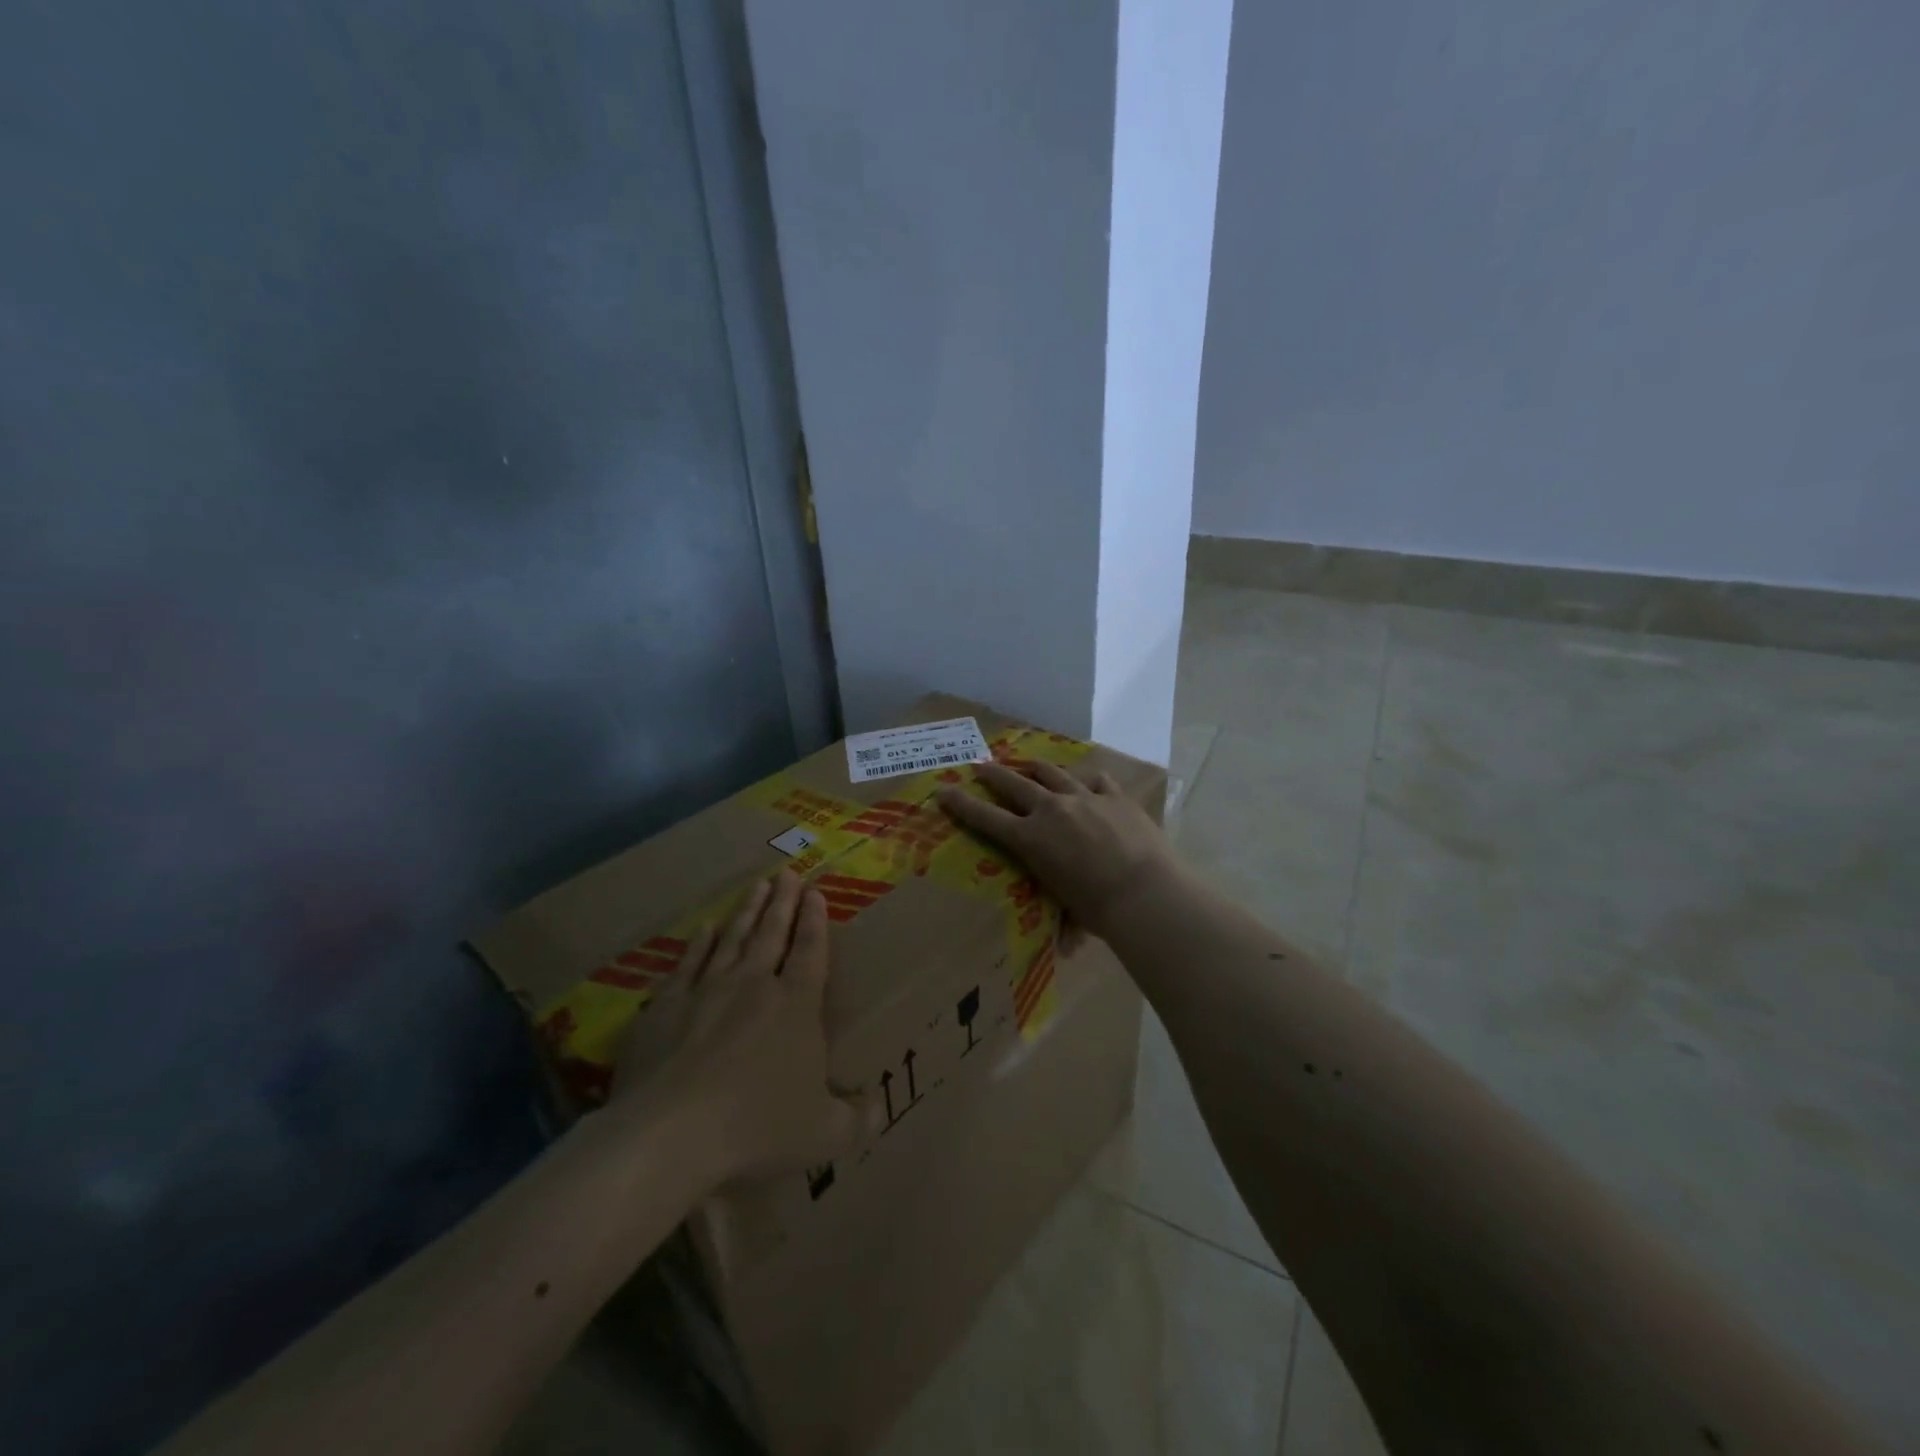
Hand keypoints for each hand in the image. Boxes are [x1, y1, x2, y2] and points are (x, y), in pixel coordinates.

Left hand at [612, 870, 868, 1185]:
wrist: (669, 1134)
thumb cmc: (756, 1128)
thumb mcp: (824, 1135)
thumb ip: (857, 1120)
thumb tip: (878, 1107)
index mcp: (796, 1007)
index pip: (810, 952)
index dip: (815, 921)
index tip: (815, 892)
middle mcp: (753, 986)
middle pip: (772, 934)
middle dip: (783, 903)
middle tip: (787, 873)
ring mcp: (706, 991)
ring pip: (732, 939)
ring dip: (747, 911)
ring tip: (757, 886)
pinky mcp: (665, 1007)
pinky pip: (688, 964)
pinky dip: (699, 944)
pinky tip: (704, 929)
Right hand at [936, 761, 1174, 939]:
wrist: (1143, 892)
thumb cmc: (1098, 910)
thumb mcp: (1069, 910)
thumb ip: (1064, 919)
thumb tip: (1069, 949)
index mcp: (1030, 839)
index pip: (985, 818)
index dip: (961, 804)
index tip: (944, 791)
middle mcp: (1051, 810)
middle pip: (1013, 783)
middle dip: (992, 774)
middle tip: (980, 765)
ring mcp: (1084, 797)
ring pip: (1051, 773)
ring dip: (1035, 767)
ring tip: (1028, 764)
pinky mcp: (1115, 796)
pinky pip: (1096, 779)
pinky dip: (1086, 780)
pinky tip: (1086, 781)